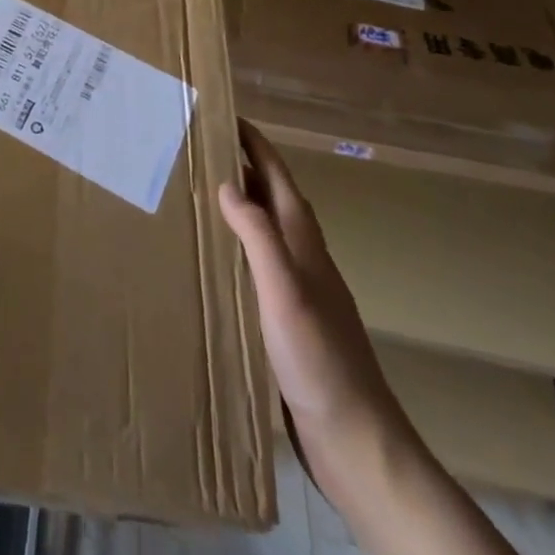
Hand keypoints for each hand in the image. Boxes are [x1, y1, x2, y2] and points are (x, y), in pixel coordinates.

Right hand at [218, 122, 410, 505]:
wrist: (356, 441)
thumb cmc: (318, 358)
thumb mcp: (283, 290)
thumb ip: (258, 234)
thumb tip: (228, 182)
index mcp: (303, 242)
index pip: (277, 177)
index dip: (254, 144)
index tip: (225, 114)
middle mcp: (303, 257)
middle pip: (271, 197)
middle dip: (242, 165)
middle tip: (199, 145)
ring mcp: (300, 289)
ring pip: (265, 230)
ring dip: (240, 204)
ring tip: (200, 190)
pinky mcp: (290, 320)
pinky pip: (259, 263)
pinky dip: (238, 244)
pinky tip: (216, 258)